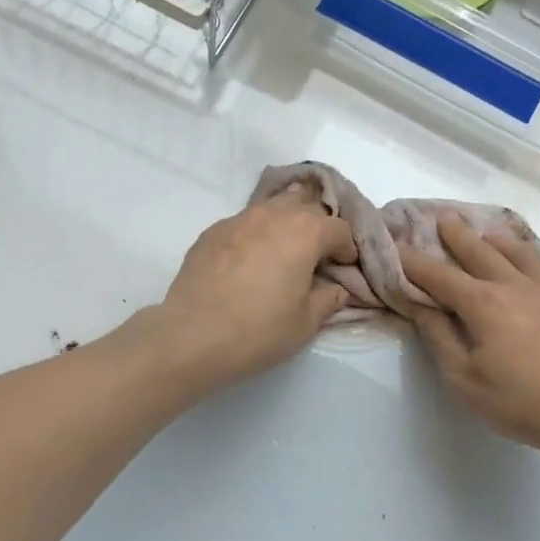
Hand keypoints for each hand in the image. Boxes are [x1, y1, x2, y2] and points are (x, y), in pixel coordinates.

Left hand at [153, 191, 357, 386]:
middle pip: (305, 205)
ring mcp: (238, 220)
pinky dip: (255, 235)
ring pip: (271, 207)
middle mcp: (273, 215)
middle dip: (316, 225)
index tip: (343, 268)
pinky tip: (249, 261)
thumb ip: (327, 300)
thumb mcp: (306, 323)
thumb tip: (335, 289)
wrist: (193, 335)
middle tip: (315, 255)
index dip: (347, 248)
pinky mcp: (211, 233)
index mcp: (305, 232)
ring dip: (284, 222)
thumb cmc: (259, 330)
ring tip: (283, 249)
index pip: (339, 228)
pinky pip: (244, 224)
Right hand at [402, 214, 539, 458]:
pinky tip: (528, 262)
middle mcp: (514, 286)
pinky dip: (528, 256)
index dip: (415, 262)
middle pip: (480, 252)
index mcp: (483, 304)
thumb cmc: (519, 402)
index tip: (397, 247)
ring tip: (486, 231)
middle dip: (457, 235)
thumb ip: (439, 338)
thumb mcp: (464, 379)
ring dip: (496, 239)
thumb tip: (421, 307)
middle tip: (443, 217)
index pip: (439, 276)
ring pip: (518, 253)